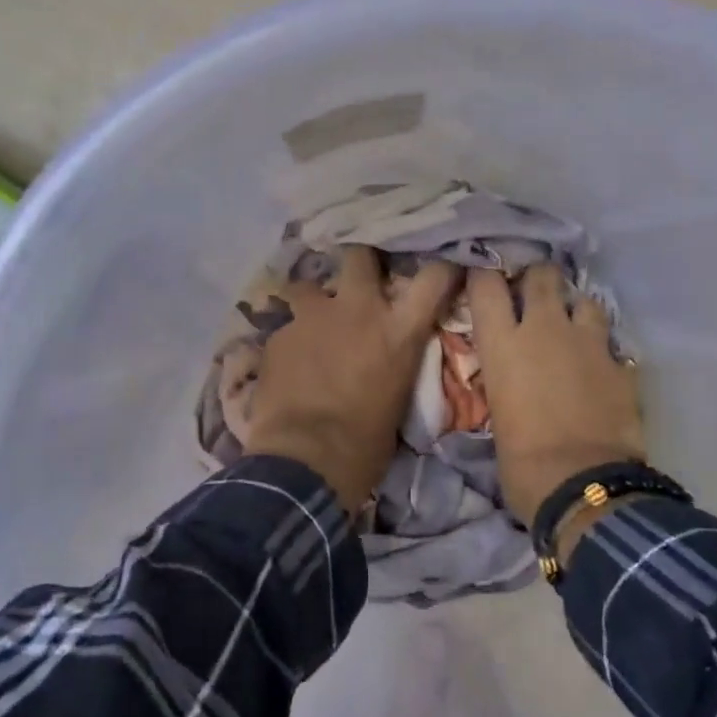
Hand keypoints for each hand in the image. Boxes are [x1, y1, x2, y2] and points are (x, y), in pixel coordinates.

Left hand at [245, 247, 458, 510]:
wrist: (306, 460)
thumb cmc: (366, 443)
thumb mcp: (398, 396)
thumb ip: (394, 361)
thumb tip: (388, 357)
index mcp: (398, 331)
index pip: (433, 278)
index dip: (439, 268)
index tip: (439, 268)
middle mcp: (357, 309)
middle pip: (360, 256)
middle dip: (359, 261)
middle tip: (358, 278)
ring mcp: (312, 317)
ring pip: (308, 285)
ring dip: (312, 300)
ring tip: (311, 324)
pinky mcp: (278, 334)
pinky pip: (285, 326)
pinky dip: (290, 340)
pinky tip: (287, 363)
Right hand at [468, 265, 644, 523]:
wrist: (583, 486)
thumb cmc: (522, 462)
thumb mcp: (497, 413)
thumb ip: (504, 380)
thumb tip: (511, 378)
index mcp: (503, 344)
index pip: (486, 284)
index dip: (485, 275)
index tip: (484, 279)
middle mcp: (544, 329)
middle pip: (542, 275)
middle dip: (537, 279)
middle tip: (533, 296)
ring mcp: (588, 343)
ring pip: (584, 299)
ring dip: (576, 309)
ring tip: (572, 328)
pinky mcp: (621, 364)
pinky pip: (611, 342)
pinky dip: (603, 349)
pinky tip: (600, 366)